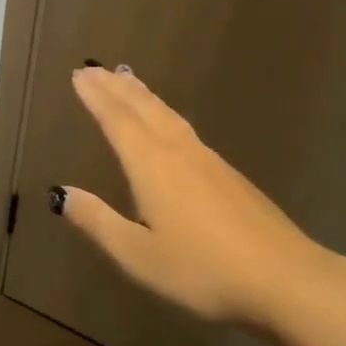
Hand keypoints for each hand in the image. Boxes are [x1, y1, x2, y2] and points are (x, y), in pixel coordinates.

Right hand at [53, 65, 336, 327]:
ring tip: (127, 79)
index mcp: (151, 166)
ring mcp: (208, 160)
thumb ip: (98, 221)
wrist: (285, 278)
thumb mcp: (138, 255)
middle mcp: (178, 152)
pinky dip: (165, 113)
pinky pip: (185, 127)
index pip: (117, 121)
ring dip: (142, 95)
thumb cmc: (202, 270)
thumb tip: (60, 193)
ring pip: (168, 114)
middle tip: (95, 68)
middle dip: (116, 87)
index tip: (79, 74)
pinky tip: (169, 124)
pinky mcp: (229, 174)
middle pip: (143, 108)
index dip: (97, 97)